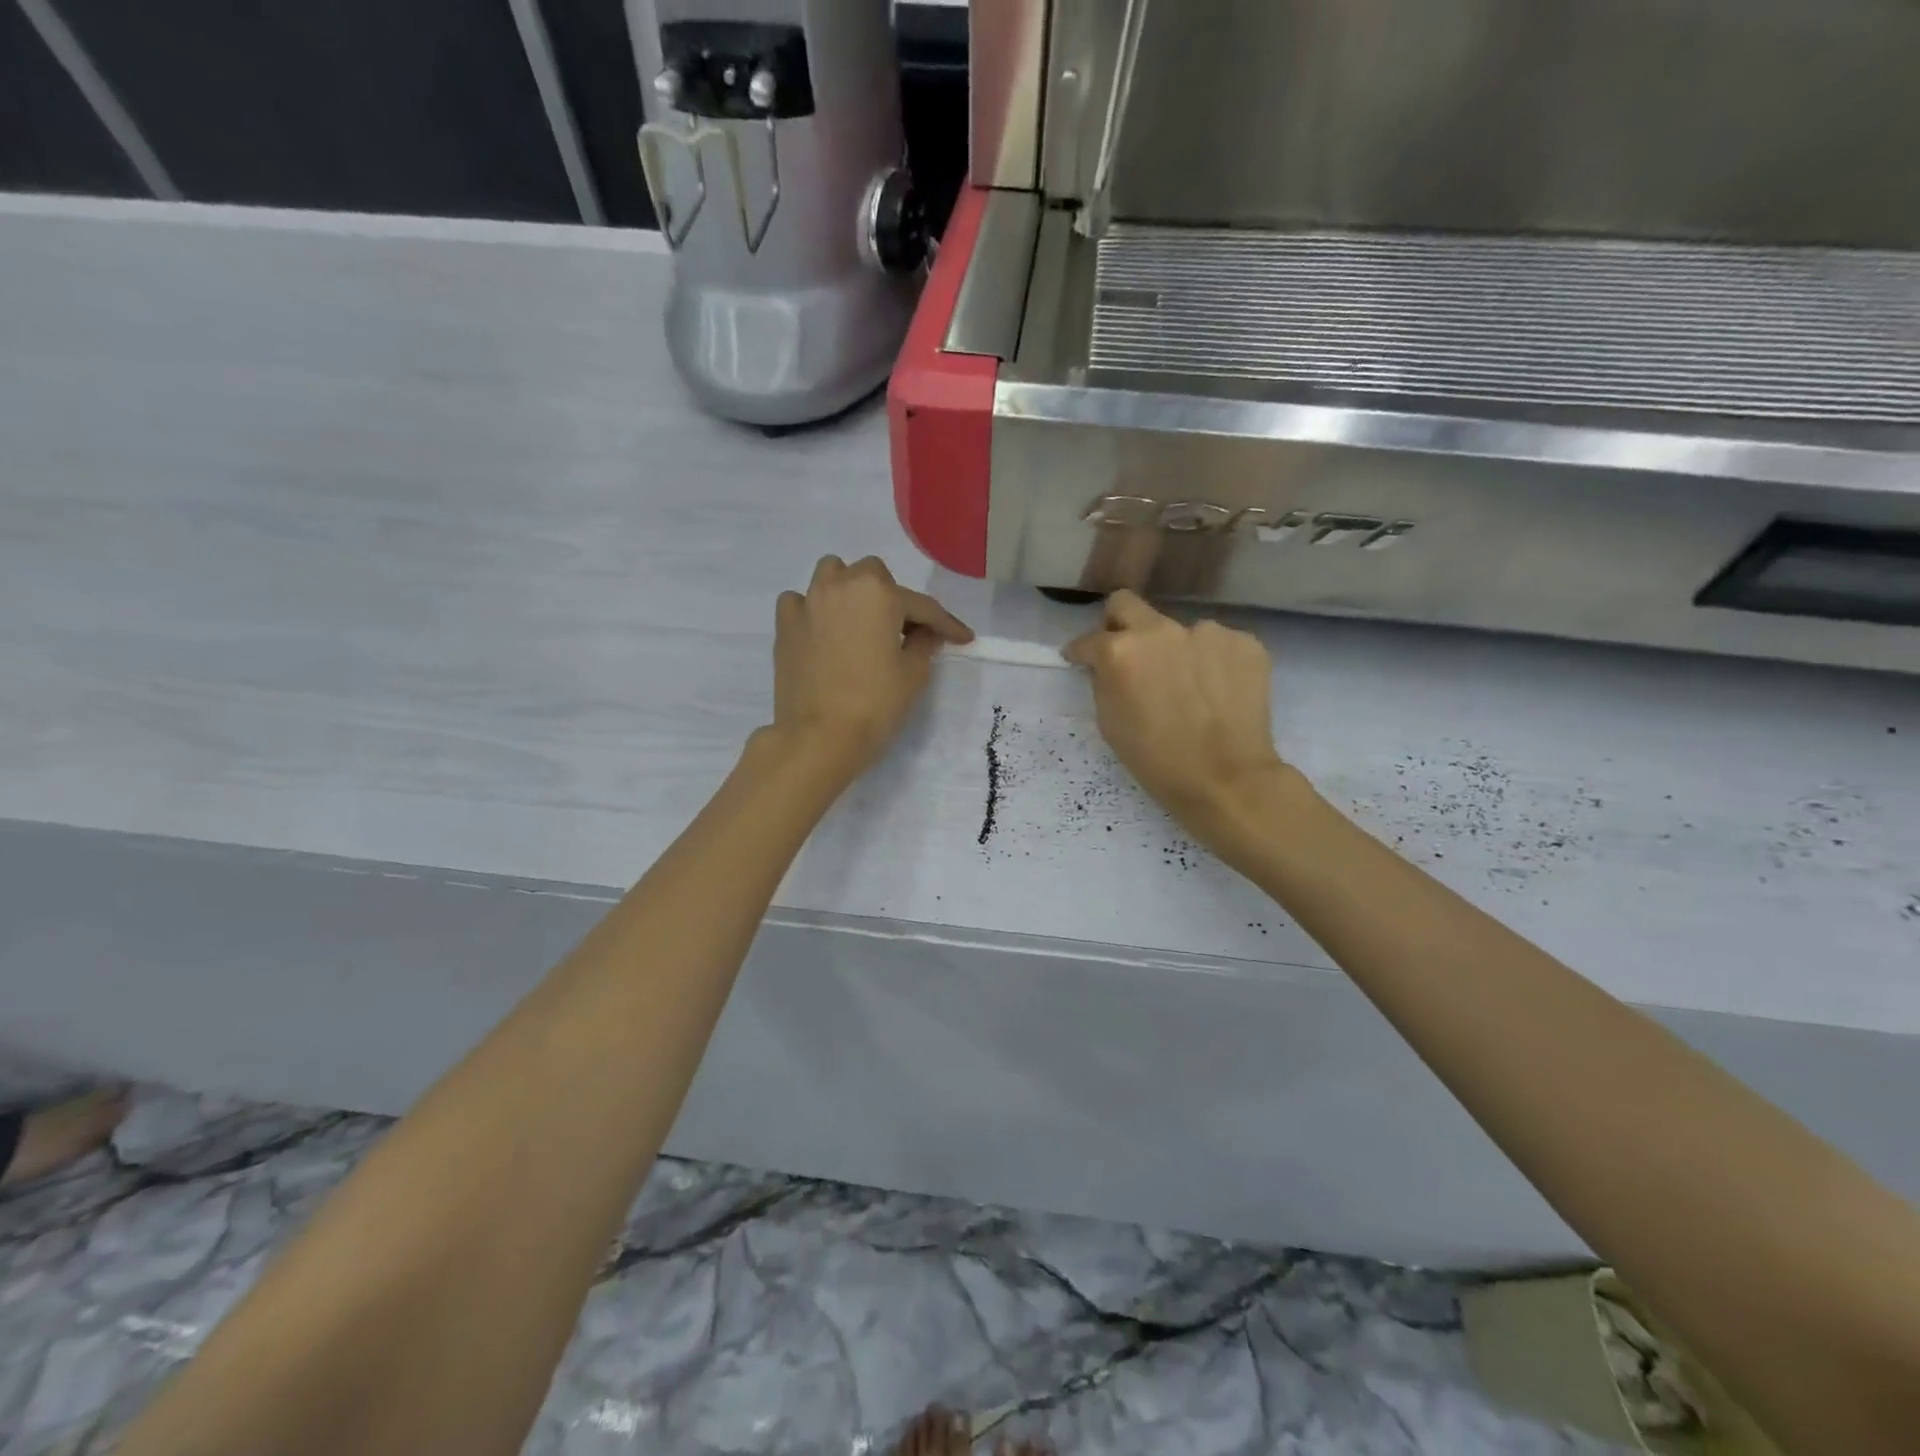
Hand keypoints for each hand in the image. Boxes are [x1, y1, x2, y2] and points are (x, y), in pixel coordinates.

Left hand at [769, 555, 972, 781]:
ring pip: (831, 575)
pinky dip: (812, 610)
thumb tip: (926, 633)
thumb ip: (924, 644)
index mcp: (880, 594)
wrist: (819, 737)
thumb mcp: (913, 675)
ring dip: (848, 589)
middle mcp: (842, 585)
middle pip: (873, 576)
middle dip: (890, 597)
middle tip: (900, 630)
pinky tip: (821, 632)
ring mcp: (808, 602)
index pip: (922, 606)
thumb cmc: (875, 704)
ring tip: (857, 620)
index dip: (946, 624)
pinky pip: (799, 602)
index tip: (963, 638)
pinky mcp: (785, 624)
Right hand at [1063, 591, 1295, 846]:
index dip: (1080, 652)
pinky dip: (1211, 663)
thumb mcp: (1110, 724)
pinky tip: (1215, 691)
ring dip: (1174, 650)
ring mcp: (1207, 632)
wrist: (1227, 779)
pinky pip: (1217, 645)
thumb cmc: (1157, 760)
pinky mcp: (1245, 643)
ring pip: (1178, 631)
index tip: (1080, 659)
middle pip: (1127, 604)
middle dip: (1117, 624)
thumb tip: (1106, 666)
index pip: (1088, 640)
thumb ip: (1103, 682)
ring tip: (1186, 686)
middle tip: (1125, 653)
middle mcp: (1161, 631)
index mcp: (1120, 651)